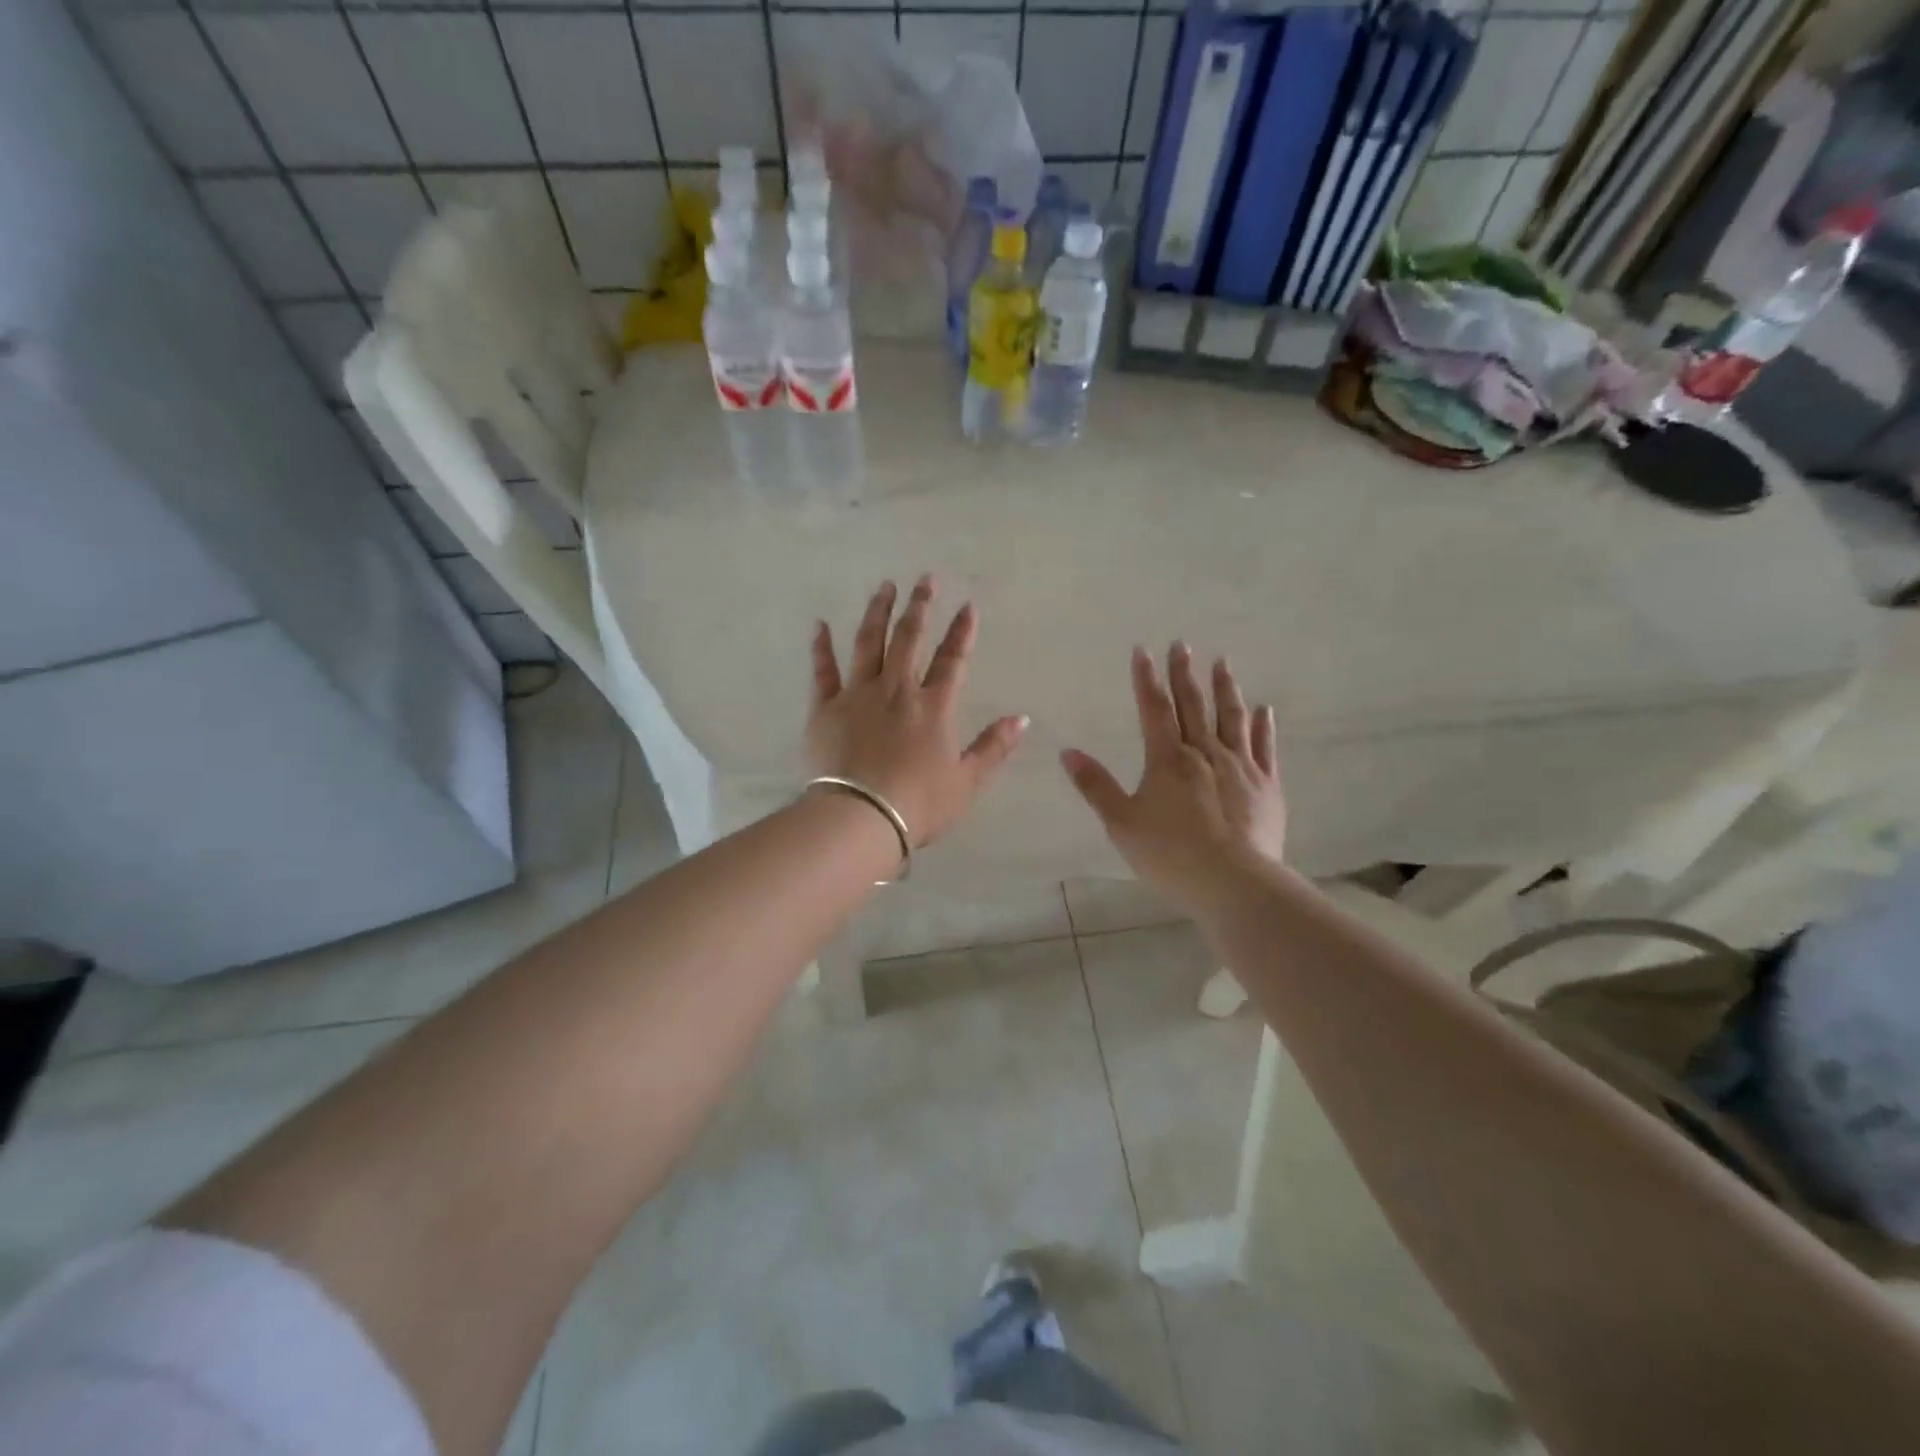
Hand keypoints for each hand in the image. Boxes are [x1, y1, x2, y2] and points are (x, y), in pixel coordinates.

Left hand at [807, 576, 1027, 847]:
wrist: (860, 817)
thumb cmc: (919, 804)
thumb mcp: (967, 781)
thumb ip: (994, 747)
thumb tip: (1022, 719)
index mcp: (933, 706)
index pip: (952, 659)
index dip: (962, 631)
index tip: (968, 605)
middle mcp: (897, 690)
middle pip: (909, 638)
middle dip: (920, 606)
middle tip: (925, 579)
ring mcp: (858, 695)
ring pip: (868, 643)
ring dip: (877, 612)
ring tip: (884, 587)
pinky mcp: (825, 708)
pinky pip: (823, 671)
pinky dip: (821, 647)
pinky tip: (820, 625)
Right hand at [1060, 645, 1284, 911]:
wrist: (1234, 883)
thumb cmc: (1170, 854)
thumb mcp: (1121, 823)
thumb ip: (1096, 786)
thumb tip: (1068, 752)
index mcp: (1167, 760)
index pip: (1154, 709)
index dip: (1146, 678)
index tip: (1143, 650)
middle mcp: (1205, 753)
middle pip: (1193, 705)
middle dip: (1185, 674)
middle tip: (1183, 644)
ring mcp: (1240, 767)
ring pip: (1232, 718)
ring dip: (1225, 689)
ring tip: (1222, 663)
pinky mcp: (1266, 786)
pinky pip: (1264, 748)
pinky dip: (1263, 726)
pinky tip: (1264, 710)